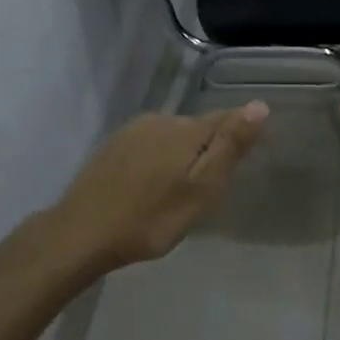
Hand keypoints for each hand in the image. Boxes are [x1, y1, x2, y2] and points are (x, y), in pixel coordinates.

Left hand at [52, 102, 269, 271]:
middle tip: (210, 187)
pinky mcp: (113, 146)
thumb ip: (229, 147)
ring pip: (172, 136)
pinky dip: (159, 159)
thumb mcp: (201, 189)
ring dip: (182, 154)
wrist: (81, 234)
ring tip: (180, 190)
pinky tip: (152, 185)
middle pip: (199, 127)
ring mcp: (133, 131)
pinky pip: (150, 144)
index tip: (247, 158)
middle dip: (209, 149)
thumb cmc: (151, 219)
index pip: (226, 118)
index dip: (240, 134)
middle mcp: (160, 120)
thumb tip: (259, 105)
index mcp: (186, 129)